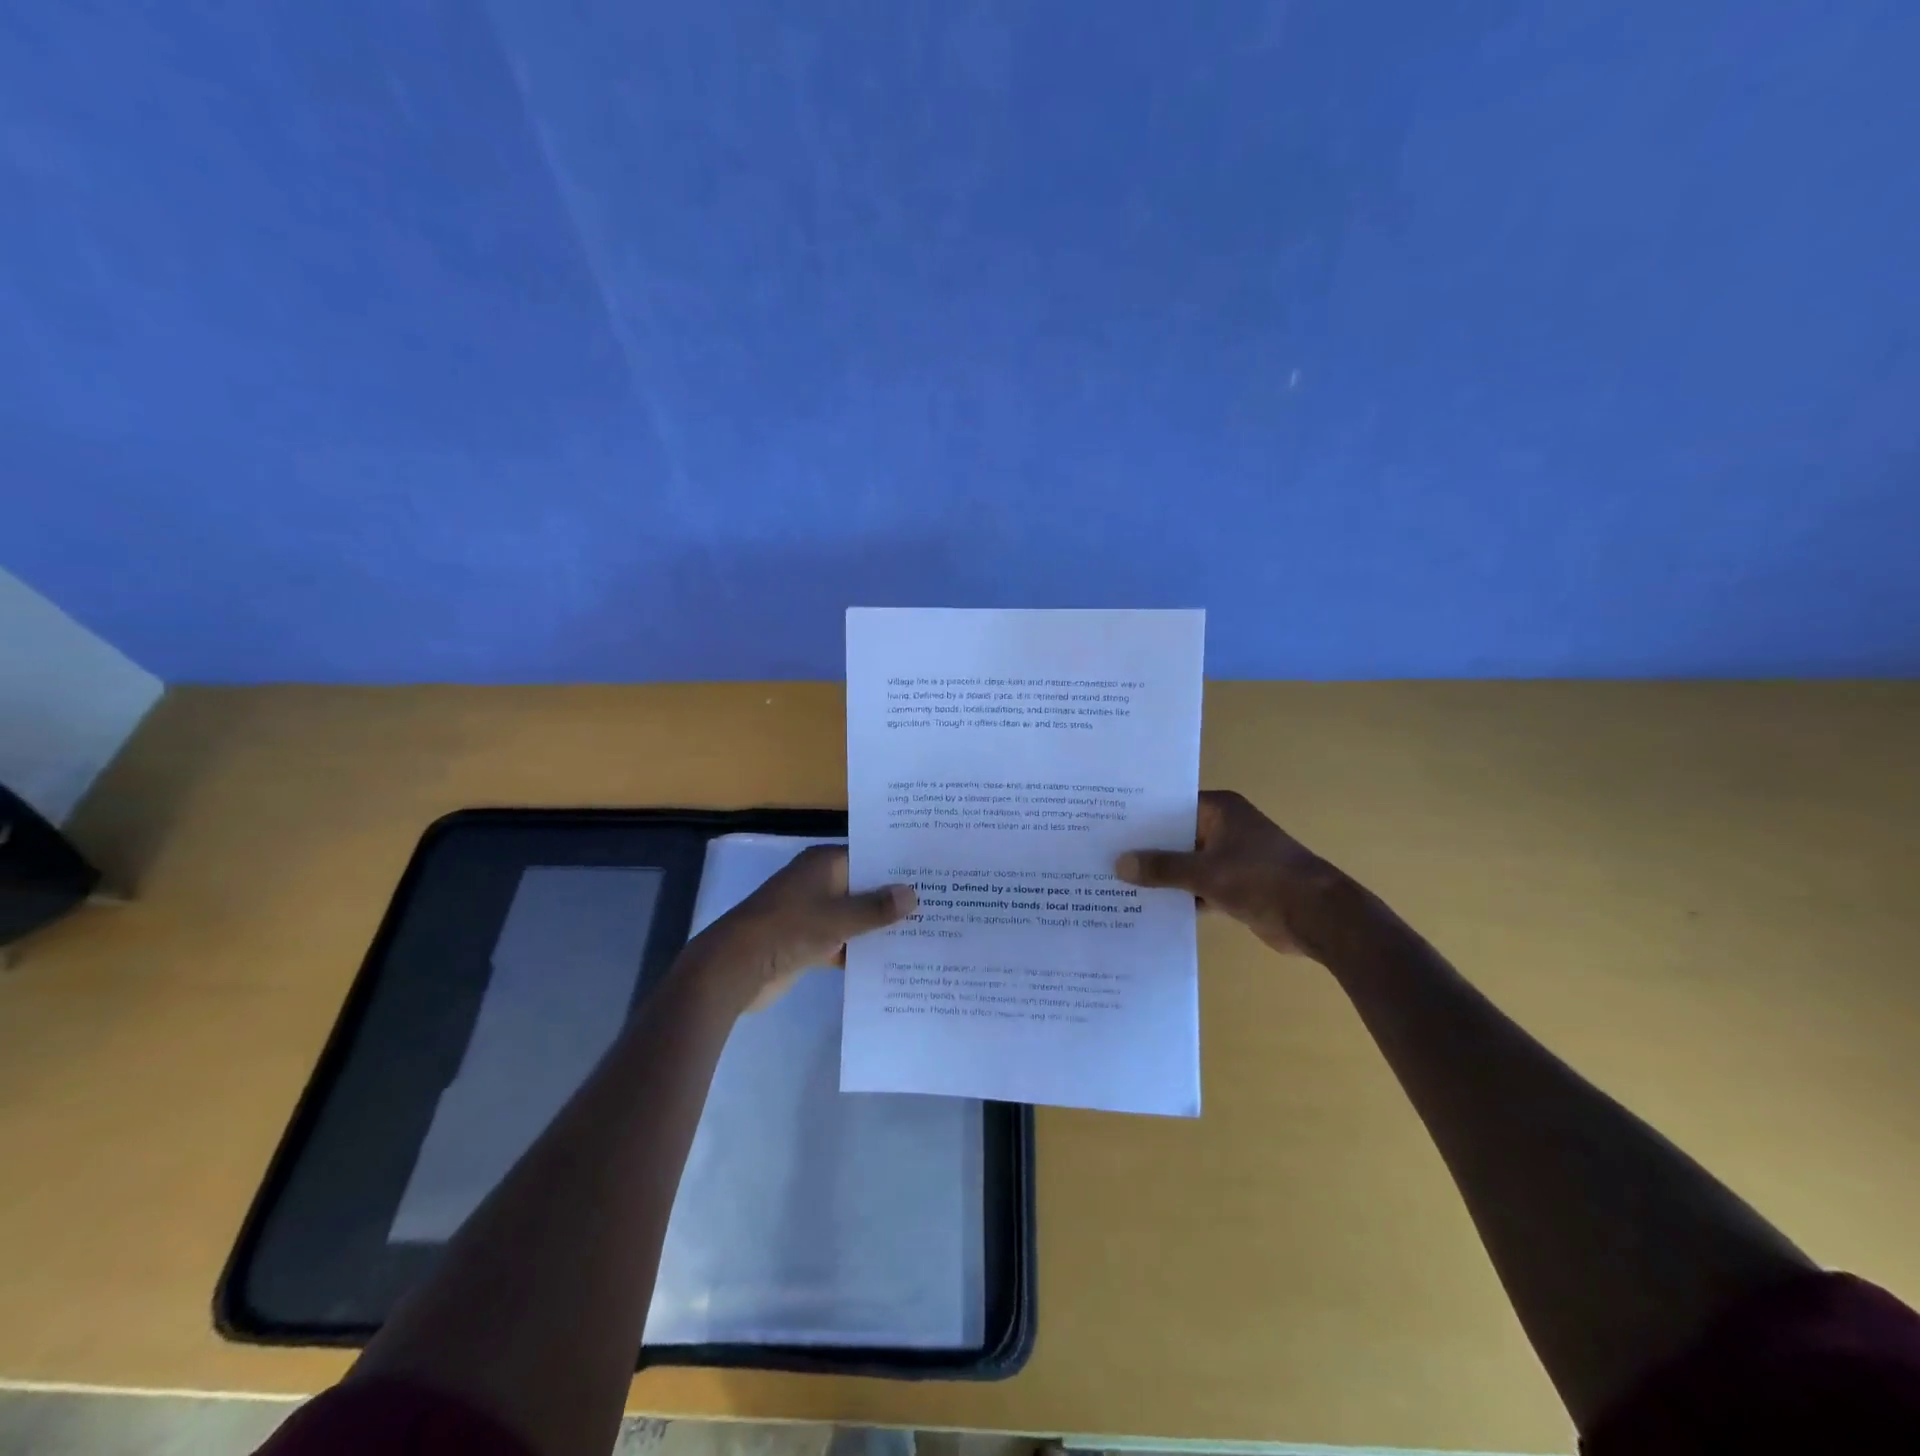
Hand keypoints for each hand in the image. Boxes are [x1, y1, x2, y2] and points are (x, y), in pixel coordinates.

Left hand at [696, 845, 916, 1010]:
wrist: (736, 968)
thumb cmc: (788, 929)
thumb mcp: (838, 917)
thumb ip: (876, 908)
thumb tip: (913, 894)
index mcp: (824, 863)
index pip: (870, 856)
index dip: (898, 865)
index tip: (932, 873)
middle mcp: (820, 882)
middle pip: (865, 886)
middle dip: (894, 899)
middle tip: (938, 904)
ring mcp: (813, 913)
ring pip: (855, 916)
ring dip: (879, 927)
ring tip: (924, 933)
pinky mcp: (808, 941)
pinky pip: (843, 940)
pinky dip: (861, 949)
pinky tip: (893, 961)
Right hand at [1114, 790, 1342, 956]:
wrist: (1318, 918)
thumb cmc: (1262, 880)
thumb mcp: (1206, 872)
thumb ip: (1162, 868)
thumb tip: (1119, 864)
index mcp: (1221, 810)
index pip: (1170, 805)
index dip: (1140, 815)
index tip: (1106, 824)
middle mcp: (1225, 828)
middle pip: (1175, 835)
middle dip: (1145, 848)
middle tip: (1101, 854)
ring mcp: (1231, 858)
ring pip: (1185, 863)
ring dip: (1161, 875)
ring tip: (1116, 881)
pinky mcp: (1235, 887)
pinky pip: (1197, 887)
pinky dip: (1179, 896)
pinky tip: (1147, 907)